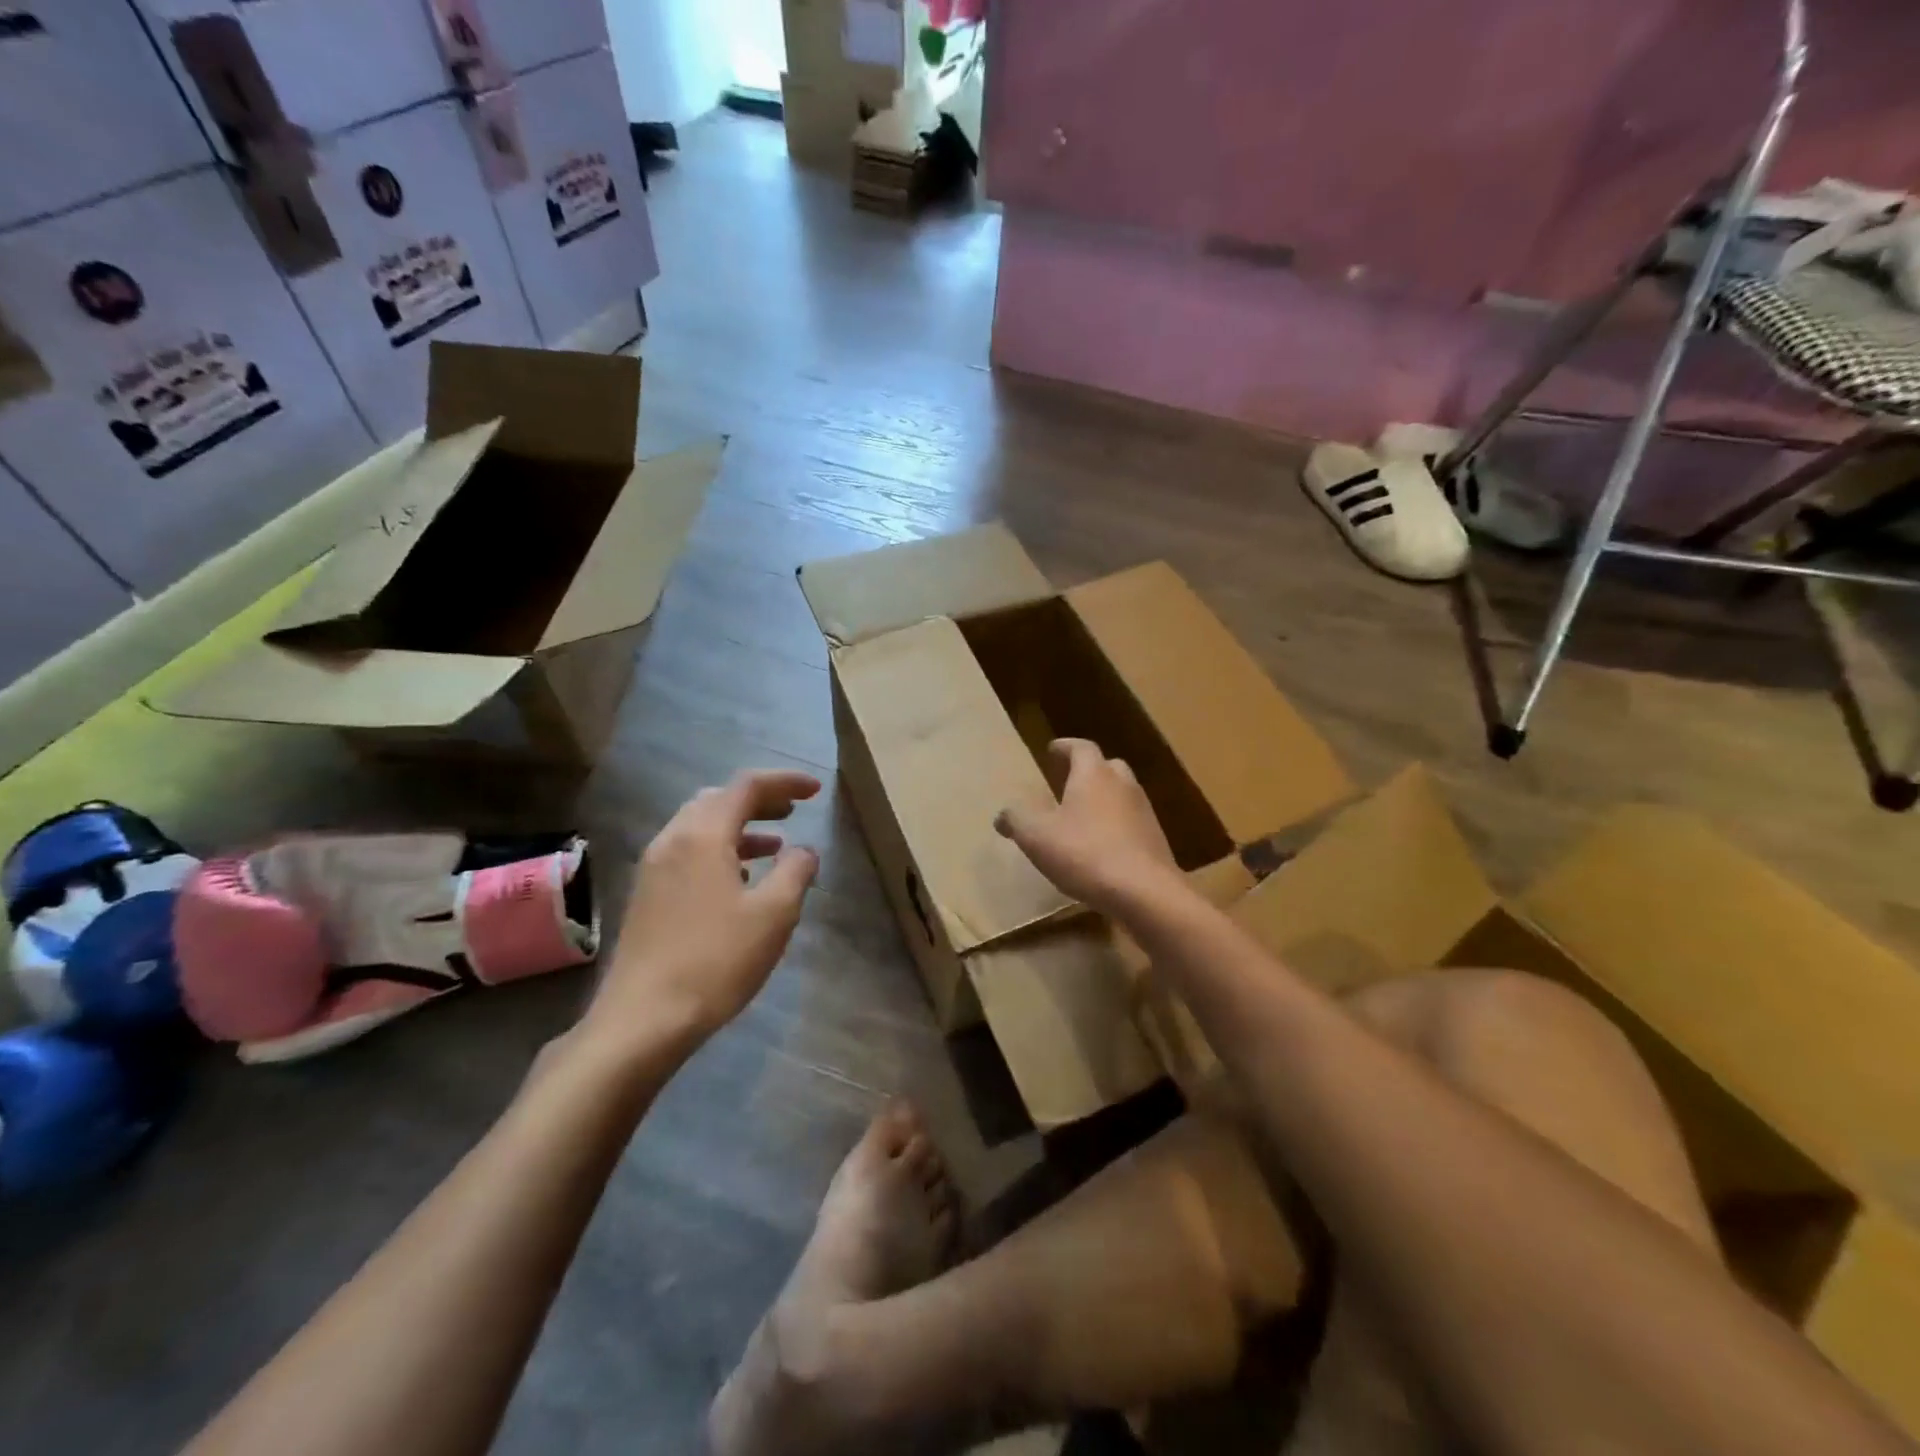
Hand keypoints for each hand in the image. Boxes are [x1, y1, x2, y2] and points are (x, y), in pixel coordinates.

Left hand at [588, 769, 821, 1051]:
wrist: (642, 1020)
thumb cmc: (715, 961)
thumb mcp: (773, 915)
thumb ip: (795, 872)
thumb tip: (804, 851)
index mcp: (703, 835)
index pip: (747, 786)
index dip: (785, 782)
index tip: (815, 791)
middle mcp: (673, 840)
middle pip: (718, 799)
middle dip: (759, 800)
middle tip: (793, 811)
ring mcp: (654, 868)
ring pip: (700, 827)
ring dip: (739, 826)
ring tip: (774, 844)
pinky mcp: (646, 896)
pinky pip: (688, 852)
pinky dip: (719, 850)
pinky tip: (738, 880)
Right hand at [994, 739, 1179, 912]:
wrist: (1144, 892)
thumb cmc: (1085, 853)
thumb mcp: (1036, 836)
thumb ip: (1016, 819)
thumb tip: (1003, 814)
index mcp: (1094, 774)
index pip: (1081, 748)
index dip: (1065, 747)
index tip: (1052, 749)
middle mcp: (1123, 784)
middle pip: (1107, 767)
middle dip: (1087, 770)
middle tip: (1068, 781)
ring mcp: (1144, 812)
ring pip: (1122, 794)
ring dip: (1103, 799)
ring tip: (1082, 815)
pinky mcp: (1155, 840)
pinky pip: (1131, 822)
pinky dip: (1115, 825)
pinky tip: (1101, 845)